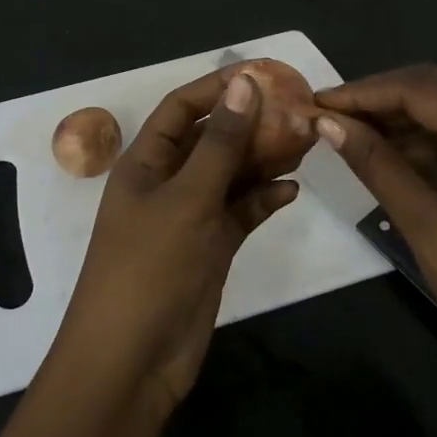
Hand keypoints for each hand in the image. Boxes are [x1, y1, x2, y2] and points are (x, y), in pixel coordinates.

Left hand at [46, 71, 295, 416]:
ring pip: (230, 175)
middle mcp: (167, 183)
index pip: (181, 108)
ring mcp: (189, 217)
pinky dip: (263, 200)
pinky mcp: (210, 249)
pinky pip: (240, 213)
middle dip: (250, 122)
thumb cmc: (149, 268)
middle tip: (297, 108)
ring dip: (263, 158)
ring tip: (305, 141)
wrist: (132, 362)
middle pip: (211, 139)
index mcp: (146, 162)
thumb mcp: (186, 199)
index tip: (262, 73)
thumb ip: (220, 143)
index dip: (217, 87)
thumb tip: (244, 83)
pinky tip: (291, 191)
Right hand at [316, 66, 436, 436]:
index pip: (420, 88)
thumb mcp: (422, 220)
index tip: (318, 102)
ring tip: (350, 133)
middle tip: (330, 115)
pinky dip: (424, 138)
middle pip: (435, 89)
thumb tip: (327, 122)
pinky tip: (389, 154)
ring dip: (400, 117)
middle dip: (380, 98)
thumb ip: (374, 163)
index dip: (364, 91)